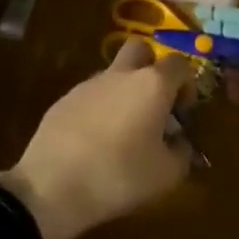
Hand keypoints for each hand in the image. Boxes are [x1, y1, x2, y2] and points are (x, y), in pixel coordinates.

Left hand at [0, 39, 195, 238]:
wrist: (51, 188)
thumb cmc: (119, 176)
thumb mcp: (166, 175)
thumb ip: (182, 153)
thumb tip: (180, 144)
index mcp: (152, 84)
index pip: (179, 64)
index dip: (187, 84)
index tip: (183, 112)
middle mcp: (121, 74)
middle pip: (141, 50)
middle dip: (151, 68)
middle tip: (153, 103)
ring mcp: (88, 85)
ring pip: (113, 74)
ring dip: (123, 92)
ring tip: (123, 132)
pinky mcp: (62, 101)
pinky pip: (90, 96)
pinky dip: (99, 110)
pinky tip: (94, 143)